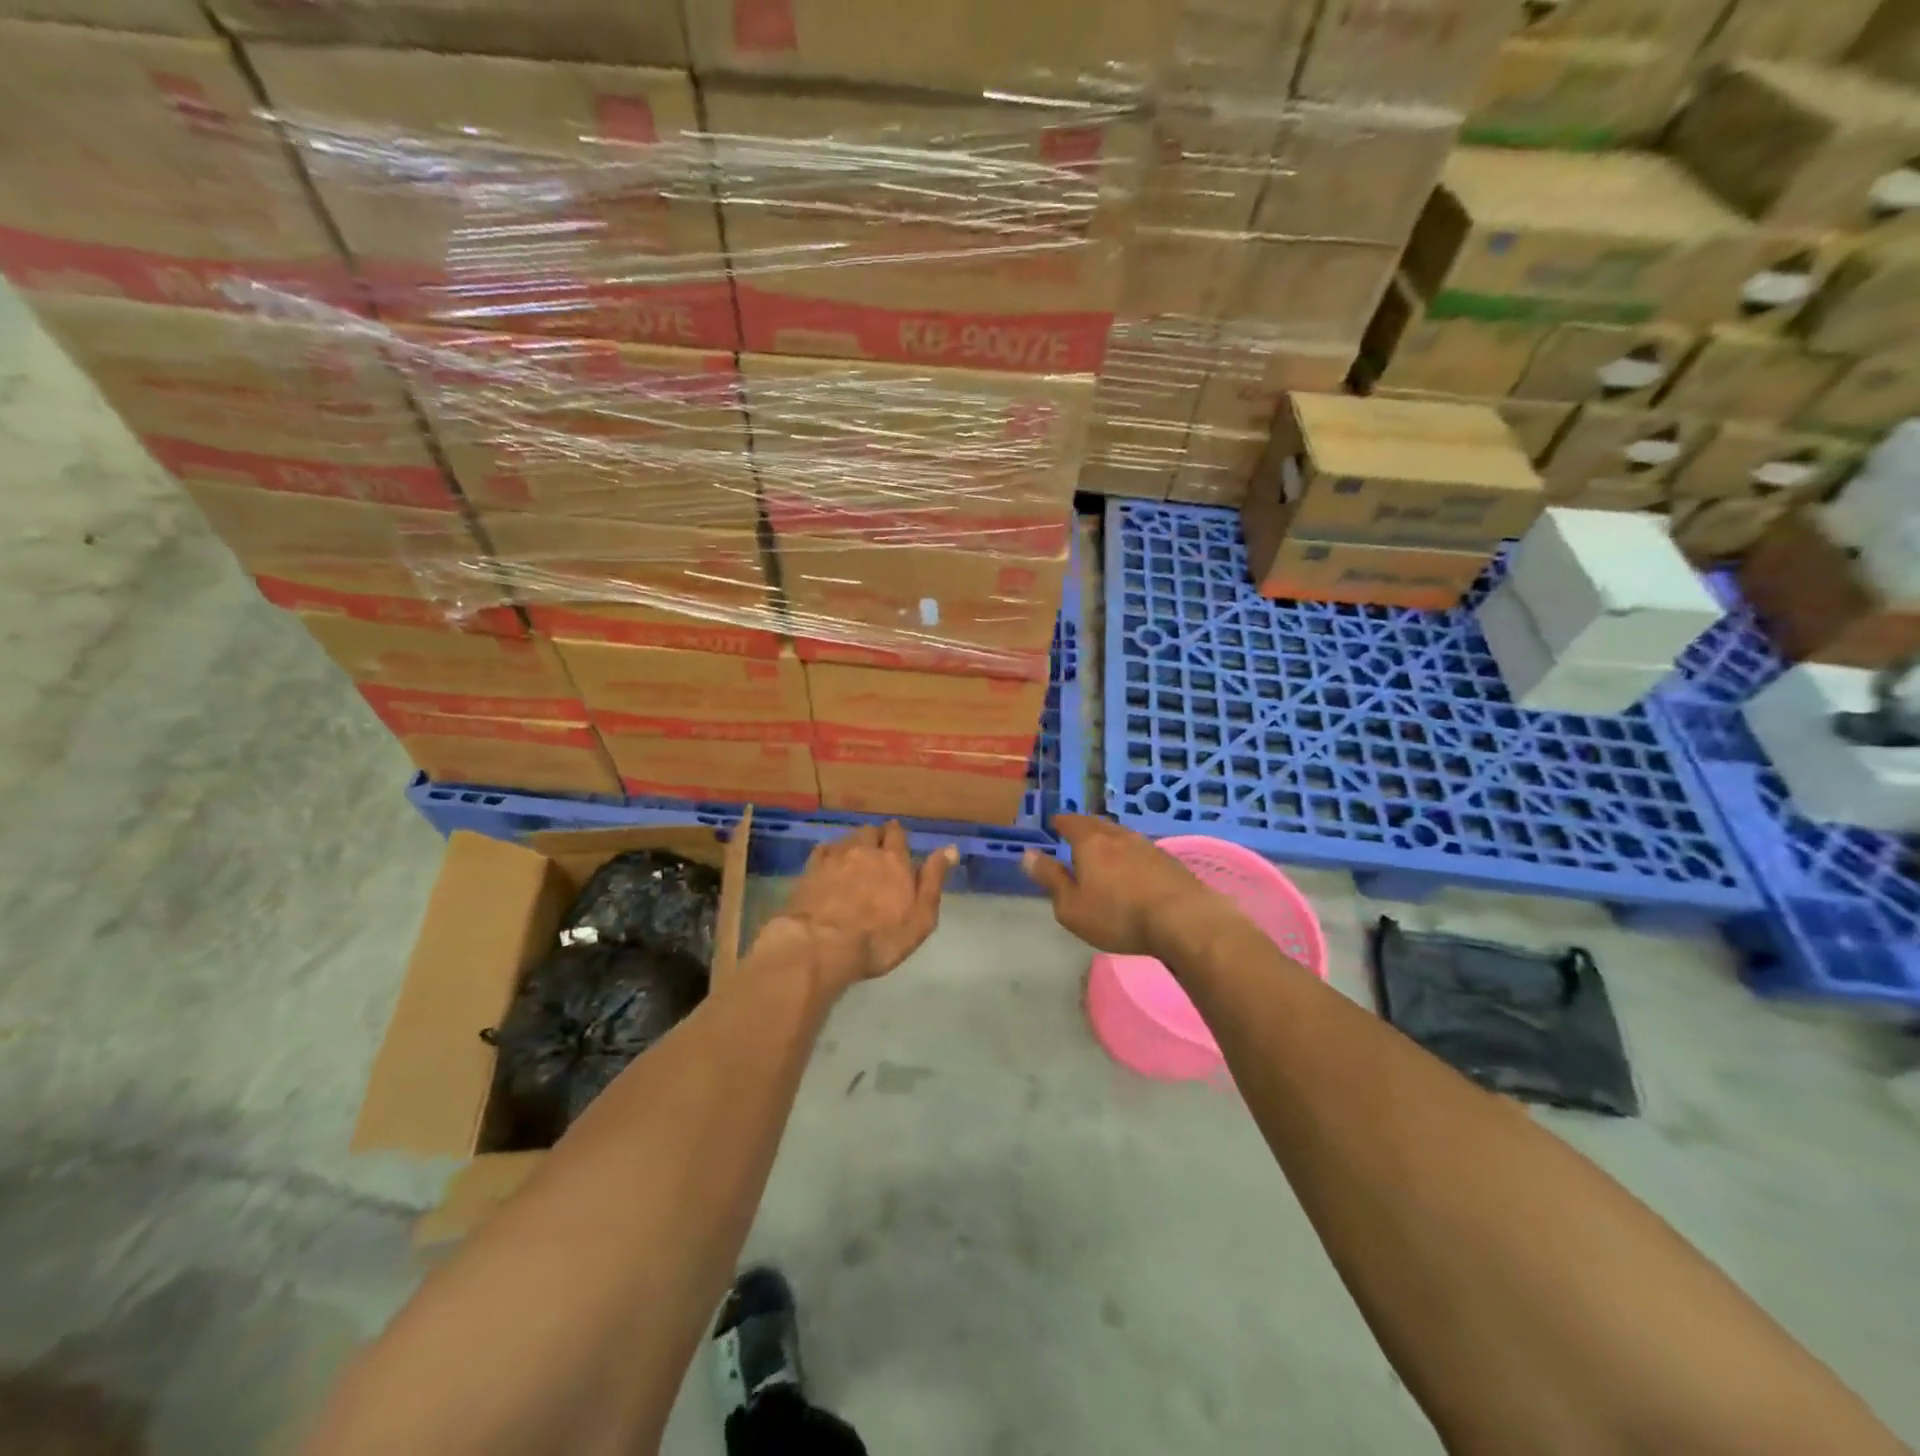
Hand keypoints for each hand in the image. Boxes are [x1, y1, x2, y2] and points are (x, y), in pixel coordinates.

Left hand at [761, 823, 956, 993]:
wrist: (823, 945)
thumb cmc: (879, 939)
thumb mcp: (920, 918)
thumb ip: (933, 880)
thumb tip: (950, 848)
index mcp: (894, 860)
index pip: (897, 834)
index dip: (897, 837)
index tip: (897, 844)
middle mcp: (865, 850)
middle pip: (871, 831)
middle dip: (876, 837)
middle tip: (877, 851)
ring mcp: (835, 857)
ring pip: (848, 838)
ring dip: (854, 844)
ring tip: (855, 858)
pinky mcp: (811, 869)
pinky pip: (823, 850)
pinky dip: (830, 853)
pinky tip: (830, 865)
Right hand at [1022, 815, 1225, 958]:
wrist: (1183, 920)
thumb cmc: (1118, 915)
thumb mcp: (1071, 906)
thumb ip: (1050, 879)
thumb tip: (1027, 854)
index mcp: (1090, 842)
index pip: (1070, 823)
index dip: (1060, 822)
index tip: (1054, 822)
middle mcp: (1119, 836)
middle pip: (1097, 824)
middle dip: (1084, 826)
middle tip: (1075, 830)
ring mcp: (1148, 846)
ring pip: (1121, 835)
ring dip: (1109, 838)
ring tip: (1103, 847)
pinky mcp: (1169, 861)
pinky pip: (1141, 850)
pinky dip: (1130, 854)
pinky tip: (1132, 866)